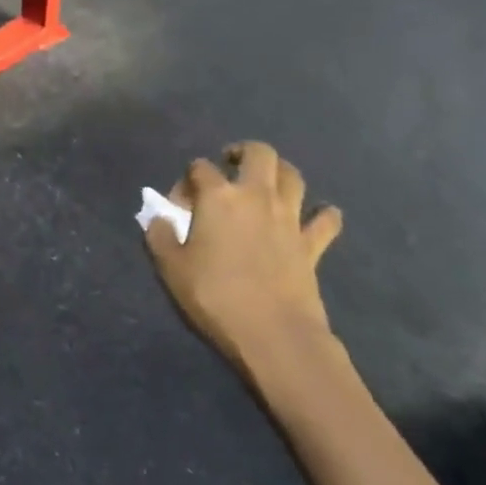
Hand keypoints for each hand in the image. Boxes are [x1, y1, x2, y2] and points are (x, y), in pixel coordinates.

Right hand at [145, 142, 348, 398]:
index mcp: (218, 197)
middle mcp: (257, 197)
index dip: (186, 180)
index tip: (178, 204)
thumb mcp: (170, 266)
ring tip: (266, 182)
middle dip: (243, 152)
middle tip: (230, 164)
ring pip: (293, 177)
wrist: (272, 332)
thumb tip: (159, 218)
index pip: (199, 168)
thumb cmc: (213, 295)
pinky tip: (316, 217)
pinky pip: (326, 220)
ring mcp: (290, 218)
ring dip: (280, 172)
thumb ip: (159, 235)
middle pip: (259, 154)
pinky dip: (322, 214)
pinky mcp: (312, 244)